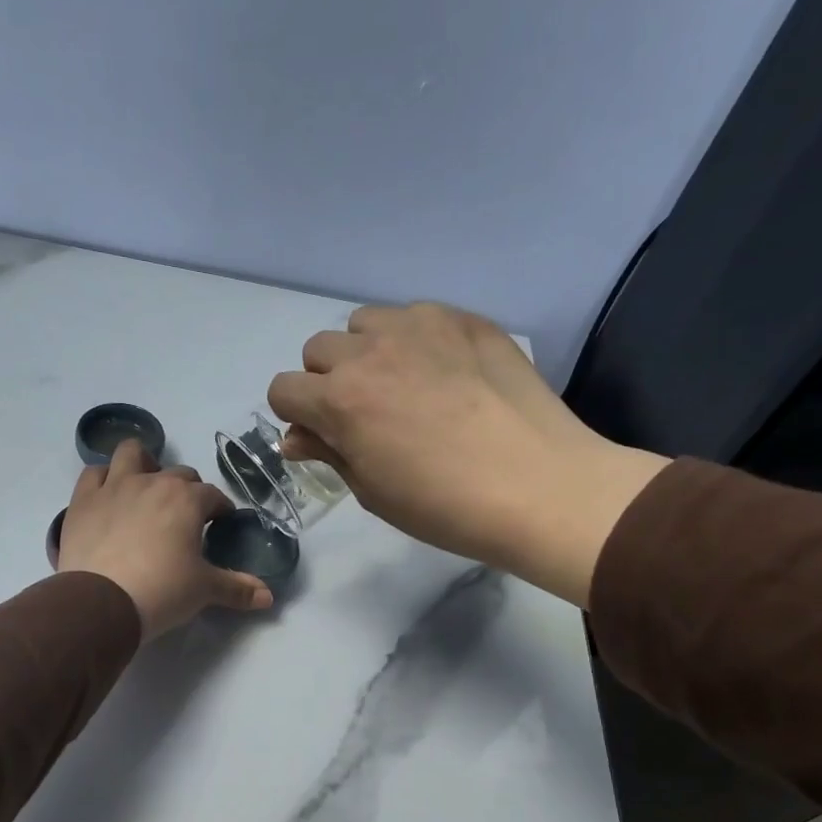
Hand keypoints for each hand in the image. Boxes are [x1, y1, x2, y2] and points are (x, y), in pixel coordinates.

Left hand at [55, 440, 273, 637]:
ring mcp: (114, 486)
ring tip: (145, 487)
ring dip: (143, 464)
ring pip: (132, 454)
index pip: (213, 495)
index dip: (220, 509)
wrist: (101, 602)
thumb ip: (237, 589)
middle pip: (178, 474)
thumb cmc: (162, 591)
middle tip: (185, 518)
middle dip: (187, 490)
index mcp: (187, 500)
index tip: (220, 524)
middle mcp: (153, 482)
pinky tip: (108, 495)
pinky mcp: (83, 500)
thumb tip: (269, 597)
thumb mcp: (205, 590)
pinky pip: (93, 473)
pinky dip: (103, 479)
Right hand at [266, 303, 668, 606]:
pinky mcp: (464, 319)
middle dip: (326, 380)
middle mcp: (370, 352)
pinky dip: (413, 340)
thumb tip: (296, 438)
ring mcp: (420, 327)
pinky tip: (443, 373)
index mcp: (340, 401)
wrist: (538, 486)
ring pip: (364, 323)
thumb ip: (329, 452)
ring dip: (366, 351)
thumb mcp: (371, 491)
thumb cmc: (443, 506)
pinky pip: (415, 316)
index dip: (295, 414)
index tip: (319, 434)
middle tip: (361, 413)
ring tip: (400, 384)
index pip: (283, 389)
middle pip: (318, 349)